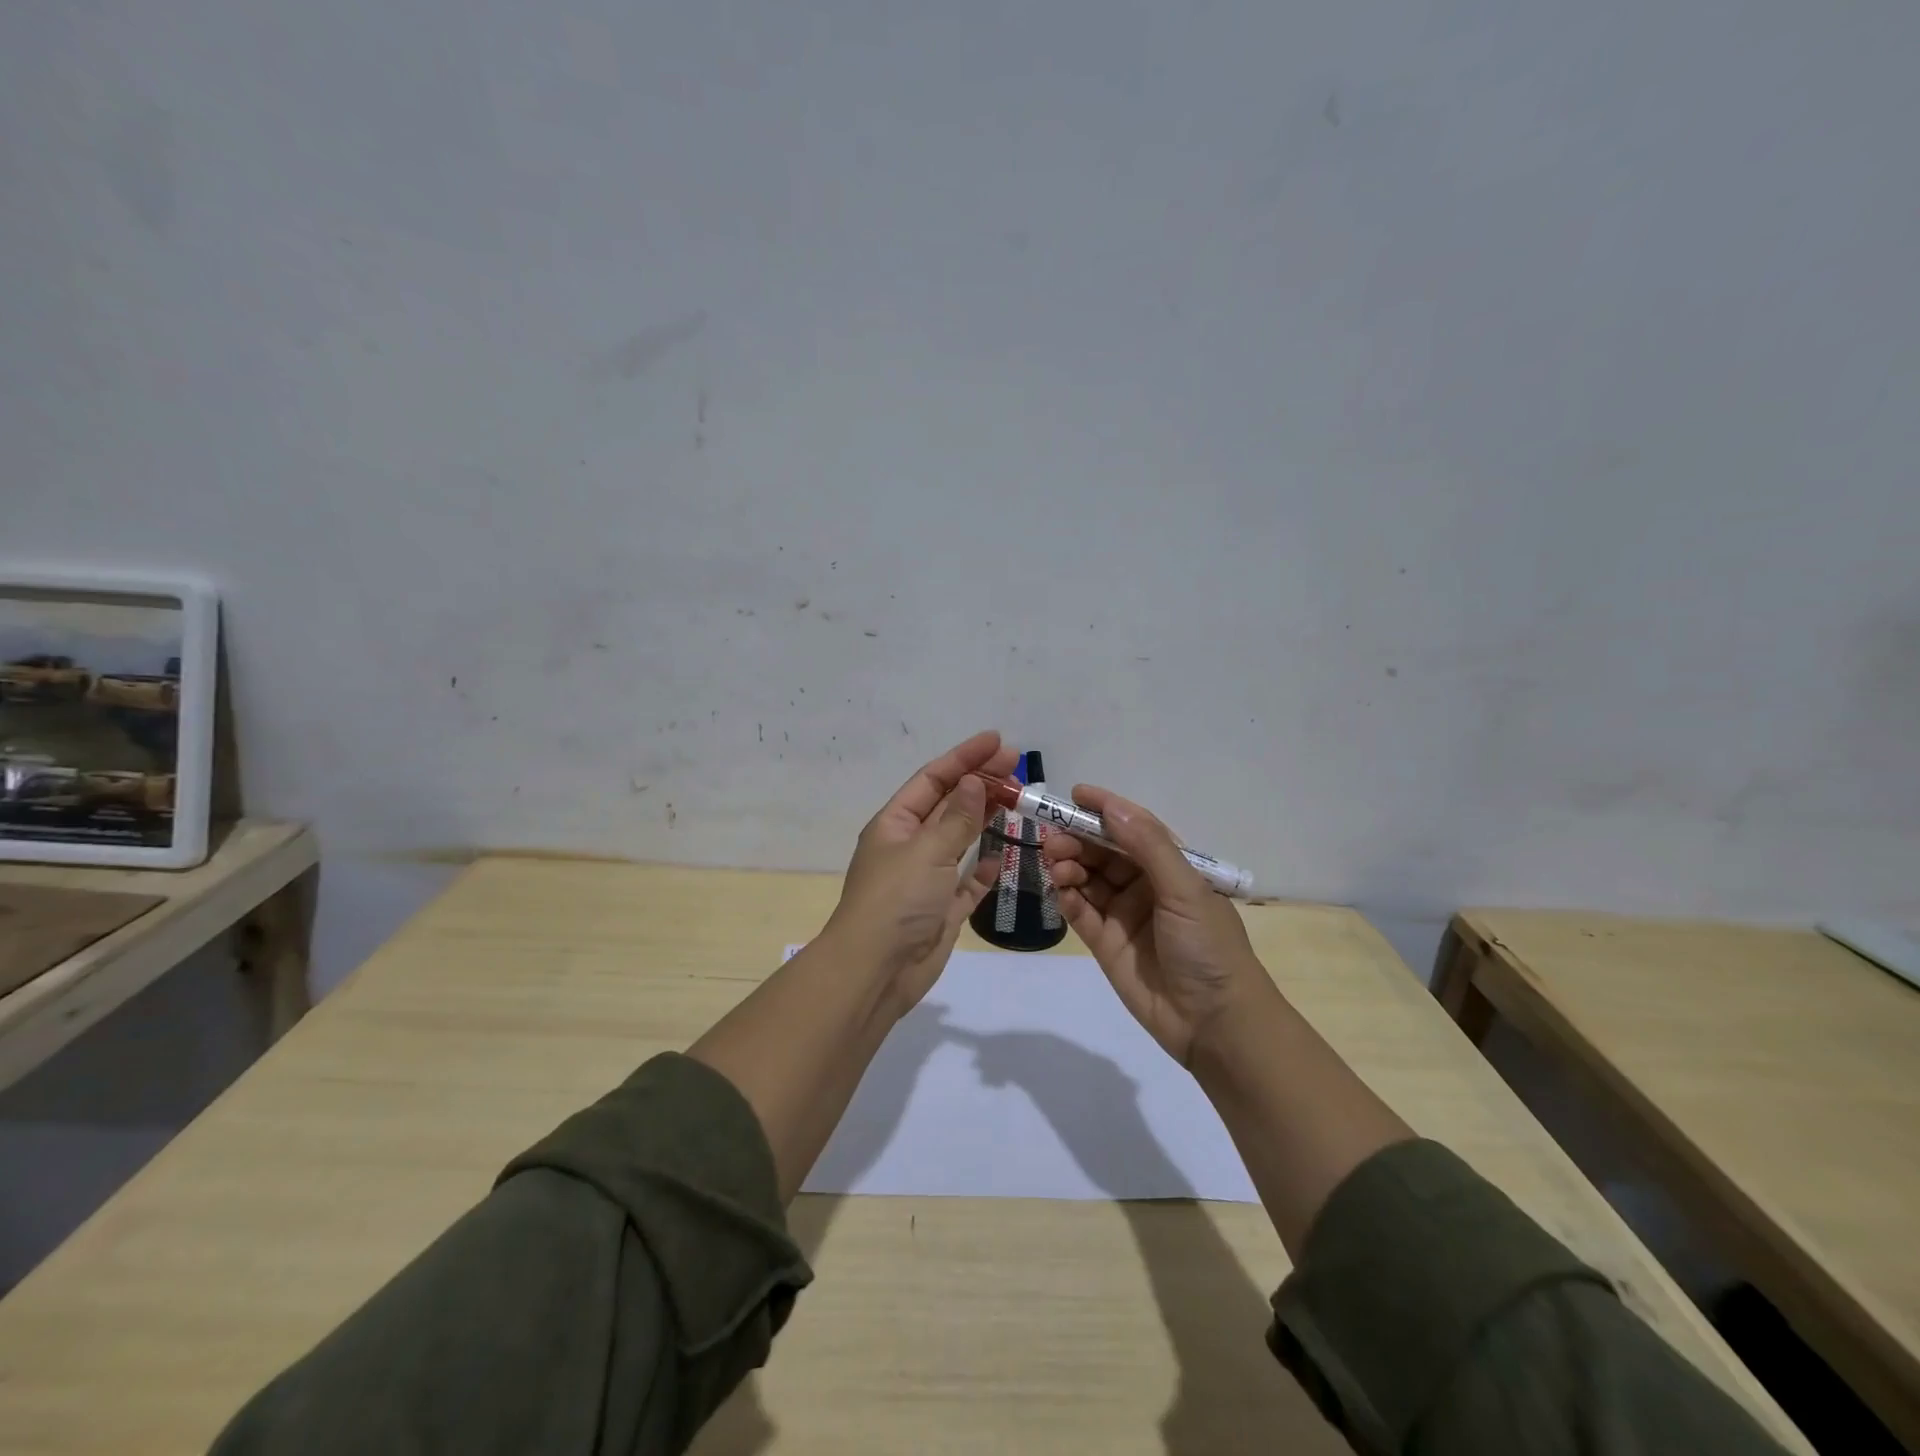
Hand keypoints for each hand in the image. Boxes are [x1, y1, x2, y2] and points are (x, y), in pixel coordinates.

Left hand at [824, 729, 1016, 1017]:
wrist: (877, 971)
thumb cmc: (896, 900)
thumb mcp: (927, 850)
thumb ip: (957, 818)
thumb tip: (974, 781)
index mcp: (896, 824)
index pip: (933, 779)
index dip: (965, 757)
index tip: (998, 741)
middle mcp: (910, 846)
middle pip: (949, 805)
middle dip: (980, 783)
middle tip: (1018, 767)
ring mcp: (926, 879)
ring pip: (960, 840)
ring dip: (986, 819)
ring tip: (1018, 800)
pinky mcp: (942, 909)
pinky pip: (967, 882)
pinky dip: (984, 869)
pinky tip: (1002, 857)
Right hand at [1042, 785, 1268, 1065]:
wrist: (1215, 1023)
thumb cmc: (1209, 947)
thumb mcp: (1185, 890)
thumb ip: (1147, 846)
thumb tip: (1112, 806)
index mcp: (1171, 867)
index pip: (1134, 827)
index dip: (1105, 809)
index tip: (1074, 794)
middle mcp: (1145, 885)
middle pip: (1103, 851)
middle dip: (1078, 839)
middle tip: (1053, 838)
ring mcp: (1123, 914)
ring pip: (1087, 878)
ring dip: (1069, 865)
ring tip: (1057, 865)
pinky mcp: (1105, 943)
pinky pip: (1080, 912)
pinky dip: (1067, 898)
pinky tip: (1061, 892)